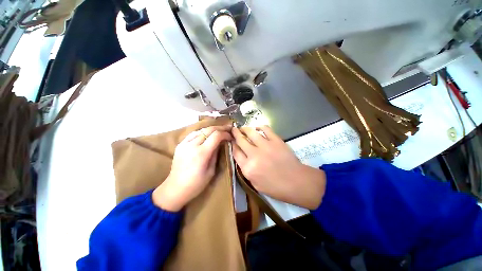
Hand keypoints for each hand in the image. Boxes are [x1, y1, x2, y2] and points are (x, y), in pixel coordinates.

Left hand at [153, 125, 231, 211]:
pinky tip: (207, 133)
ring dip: (212, 129)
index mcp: (202, 153)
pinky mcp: (180, 144)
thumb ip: (216, 154)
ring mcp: (184, 143)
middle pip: (209, 130)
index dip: (225, 134)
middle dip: (220, 128)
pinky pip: (193, 134)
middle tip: (228, 128)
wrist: (175, 188)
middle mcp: (192, 145)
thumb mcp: (211, 171)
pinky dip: (202, 132)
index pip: (216, 136)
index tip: (230, 137)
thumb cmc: (196, 184)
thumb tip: (221, 143)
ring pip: (201, 130)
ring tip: (219, 130)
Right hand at [232, 126, 325, 209]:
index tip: (232, 141)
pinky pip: (265, 129)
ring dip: (245, 129)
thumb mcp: (255, 184)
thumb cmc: (275, 188)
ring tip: (243, 128)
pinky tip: (257, 128)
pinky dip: (260, 127)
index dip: (232, 145)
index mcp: (248, 168)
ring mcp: (265, 146)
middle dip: (235, 134)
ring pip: (251, 132)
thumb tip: (242, 157)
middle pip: (240, 140)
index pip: (236, 152)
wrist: (296, 182)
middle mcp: (254, 155)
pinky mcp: (276, 140)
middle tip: (234, 130)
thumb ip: (246, 170)